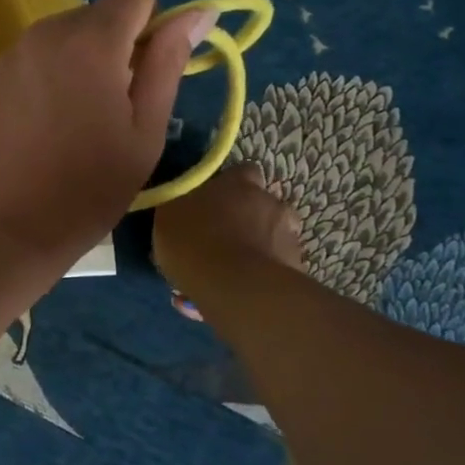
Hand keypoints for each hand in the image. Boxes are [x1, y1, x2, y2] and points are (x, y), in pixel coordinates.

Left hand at [0, 0, 210, 267]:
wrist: (7, 228)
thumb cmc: (88, 188)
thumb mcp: (145, 132)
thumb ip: (169, 63)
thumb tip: (200, 12)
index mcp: (91, 42)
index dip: (151, 25)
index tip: (146, 74)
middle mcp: (45, 33)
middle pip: (96, 13)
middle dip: (115, 45)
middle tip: (113, 107)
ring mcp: (11, 54)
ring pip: (63, 34)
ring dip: (80, 59)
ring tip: (76, 120)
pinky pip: (33, 57)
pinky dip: (49, 75)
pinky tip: (44, 125)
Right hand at [154, 165, 303, 297]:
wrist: (234, 287)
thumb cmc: (194, 241)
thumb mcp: (167, 216)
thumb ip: (179, 204)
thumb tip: (182, 202)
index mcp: (239, 182)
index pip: (243, 172)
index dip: (231, 187)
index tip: (216, 203)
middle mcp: (271, 202)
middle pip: (263, 205)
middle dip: (249, 220)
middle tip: (224, 240)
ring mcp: (289, 235)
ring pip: (274, 237)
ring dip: (260, 247)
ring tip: (236, 271)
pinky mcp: (297, 268)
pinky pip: (278, 268)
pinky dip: (265, 276)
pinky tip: (245, 292)